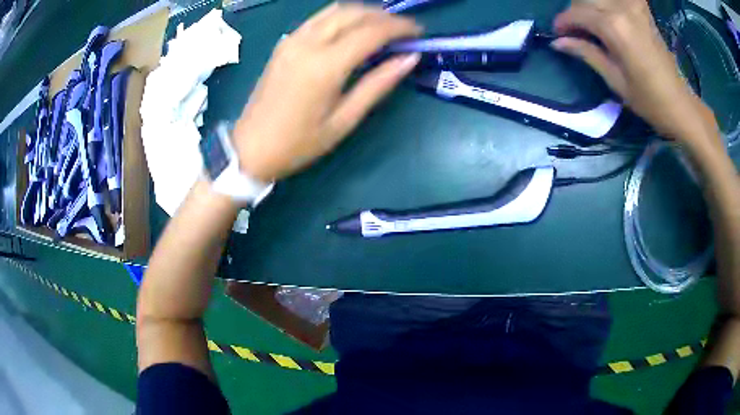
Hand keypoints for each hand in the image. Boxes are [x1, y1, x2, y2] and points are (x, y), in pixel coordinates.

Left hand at [233, 4, 421, 180]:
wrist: (250, 148)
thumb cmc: (299, 143)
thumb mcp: (344, 120)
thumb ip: (378, 84)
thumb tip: (409, 58)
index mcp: (325, 65)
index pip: (371, 31)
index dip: (400, 27)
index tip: (419, 33)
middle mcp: (308, 43)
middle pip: (354, 13)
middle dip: (384, 16)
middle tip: (404, 29)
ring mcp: (292, 39)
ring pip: (335, 10)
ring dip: (363, 12)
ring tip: (383, 26)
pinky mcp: (285, 43)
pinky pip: (319, 18)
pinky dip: (342, 17)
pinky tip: (353, 29)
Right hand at [551, 0, 716, 142]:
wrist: (680, 104)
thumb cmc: (649, 100)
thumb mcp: (615, 80)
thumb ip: (587, 53)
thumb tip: (558, 42)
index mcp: (614, 27)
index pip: (577, 13)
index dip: (563, 22)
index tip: (558, 34)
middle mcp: (622, 9)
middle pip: (585, 0)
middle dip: (575, 13)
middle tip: (574, 31)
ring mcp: (634, 6)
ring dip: (590, 7)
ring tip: (591, 24)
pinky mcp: (642, 9)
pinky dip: (610, 5)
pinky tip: (610, 15)